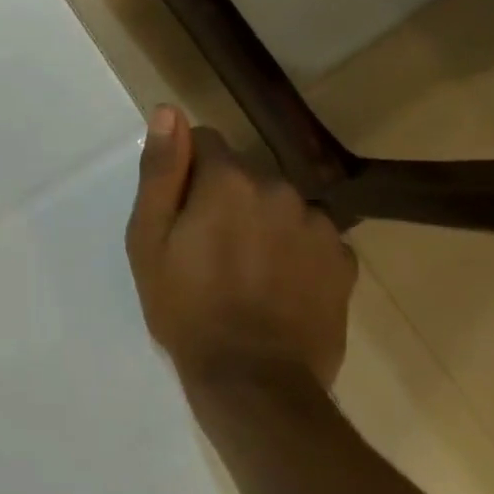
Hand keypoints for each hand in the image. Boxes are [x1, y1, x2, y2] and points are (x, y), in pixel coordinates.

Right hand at [126, 105, 356, 390]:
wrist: (254, 382)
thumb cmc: (186, 307)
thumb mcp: (149, 238)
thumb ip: (161, 170)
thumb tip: (168, 112)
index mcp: (228, 180)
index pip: (205, 142)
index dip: (187, 173)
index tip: (181, 213)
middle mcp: (278, 188)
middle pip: (244, 176)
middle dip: (226, 199)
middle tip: (208, 250)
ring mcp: (317, 224)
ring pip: (279, 205)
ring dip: (264, 224)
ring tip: (247, 273)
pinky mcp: (344, 261)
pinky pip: (311, 236)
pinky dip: (296, 251)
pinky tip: (281, 287)